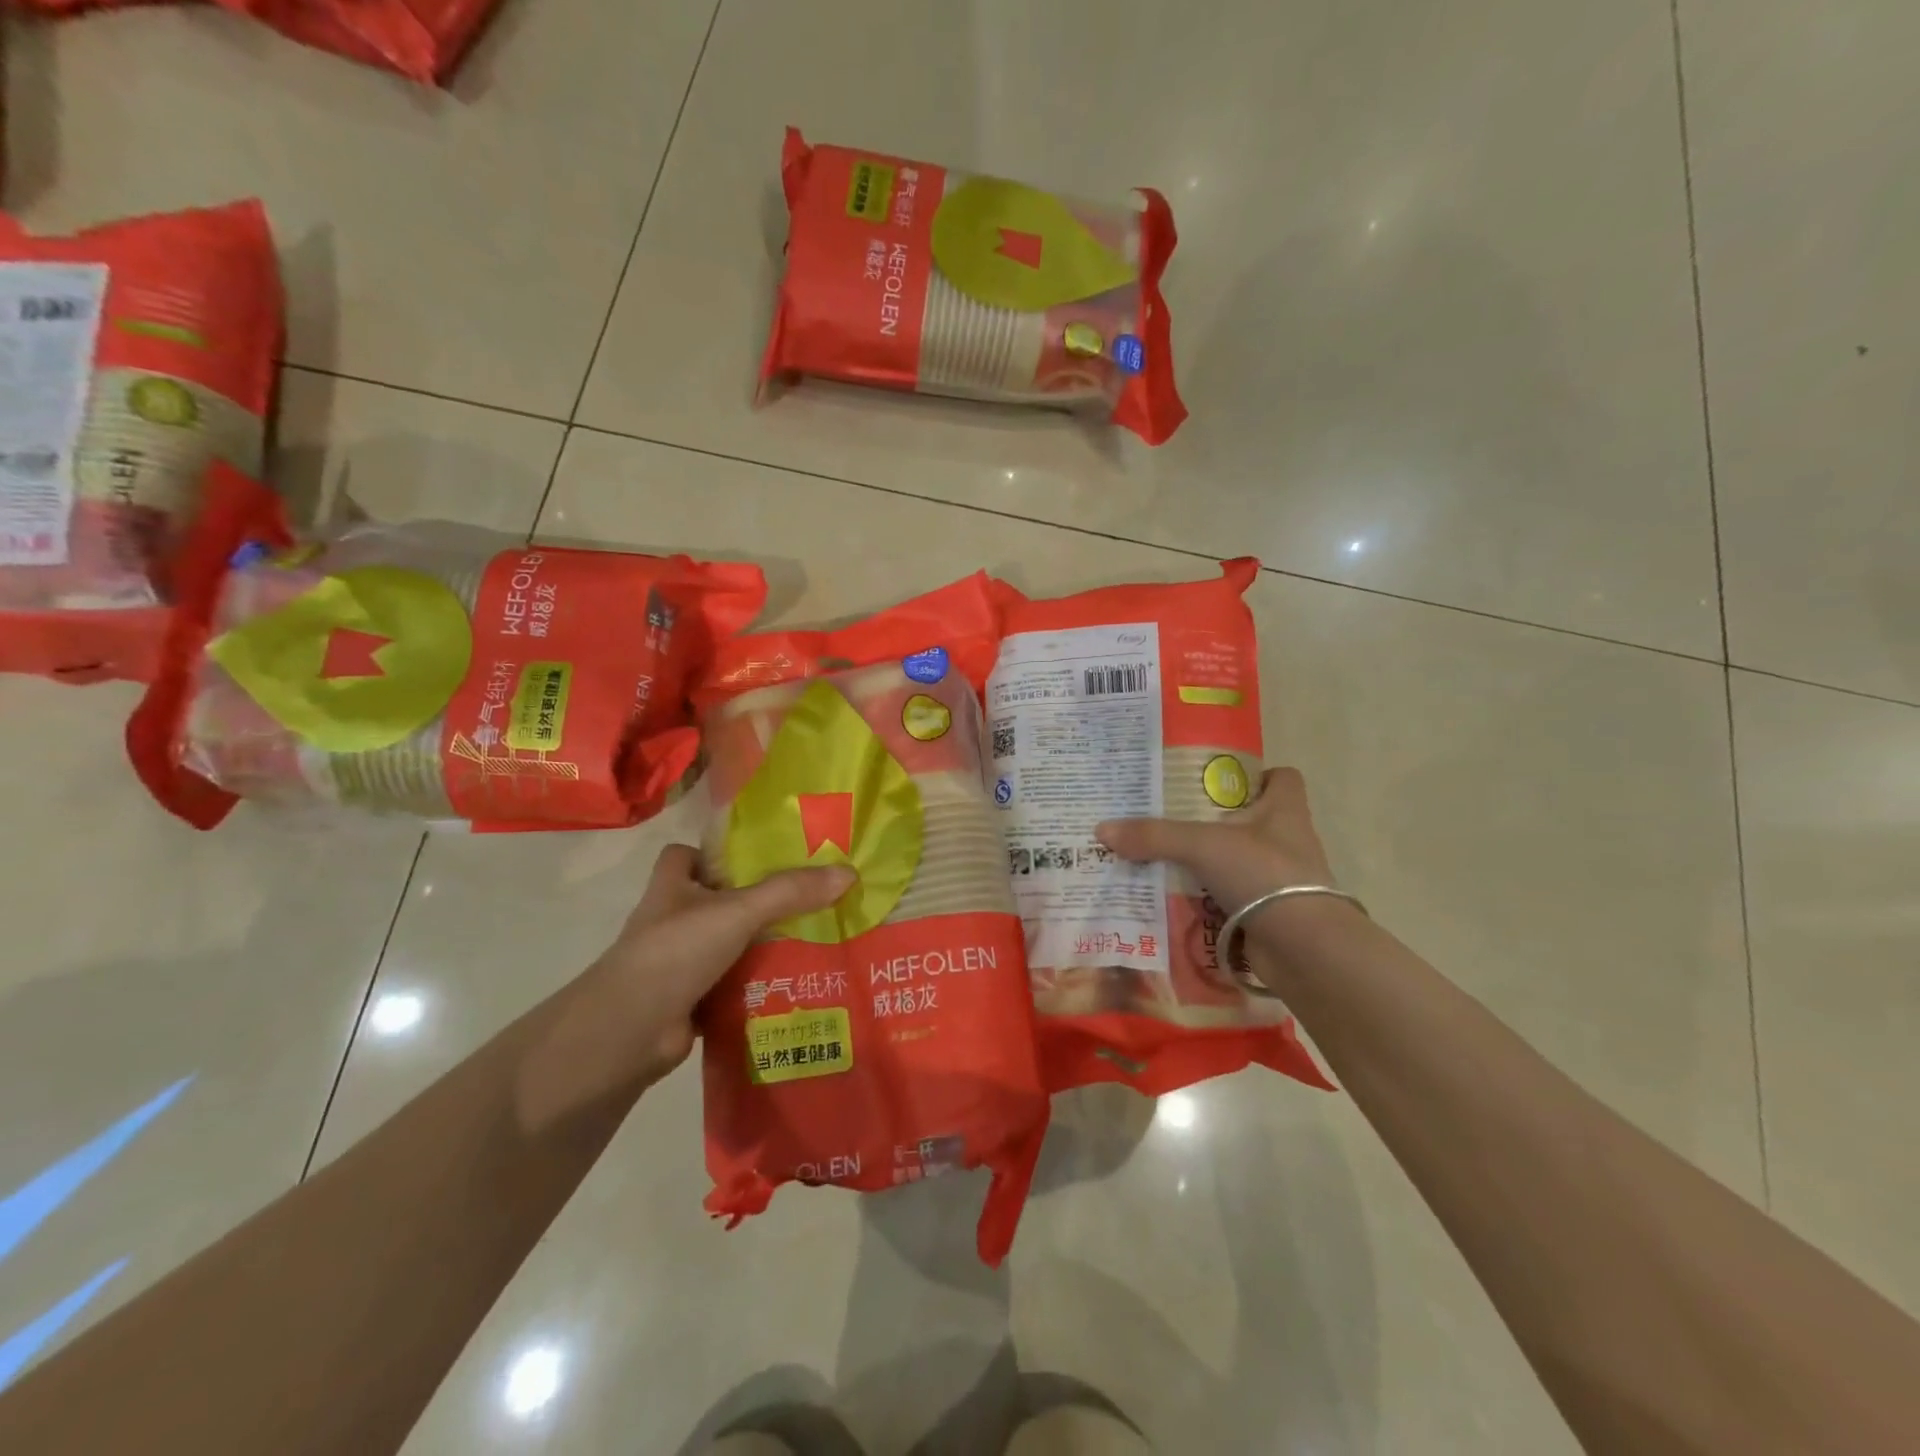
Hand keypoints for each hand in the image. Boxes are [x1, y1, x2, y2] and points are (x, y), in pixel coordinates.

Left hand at [517, 844, 853, 1130]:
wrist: (629, 1031)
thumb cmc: (676, 951)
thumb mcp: (738, 911)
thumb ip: (790, 892)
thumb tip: (849, 873)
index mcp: (672, 887)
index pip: (684, 855)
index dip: (714, 854)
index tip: (758, 859)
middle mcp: (671, 920)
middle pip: (715, 900)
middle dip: (754, 902)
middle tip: (806, 900)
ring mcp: (677, 963)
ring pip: (726, 945)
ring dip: (760, 947)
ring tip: (813, 941)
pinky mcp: (689, 1000)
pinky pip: (731, 984)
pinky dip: (756, 986)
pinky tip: (794, 985)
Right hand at [1096, 767, 1351, 954]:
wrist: (1304, 948)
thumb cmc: (1264, 875)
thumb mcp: (1203, 845)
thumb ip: (1154, 836)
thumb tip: (1102, 830)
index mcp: (1285, 812)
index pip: (1282, 778)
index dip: (1255, 775)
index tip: (1217, 781)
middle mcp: (1287, 842)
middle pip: (1252, 820)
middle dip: (1214, 820)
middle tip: (1170, 817)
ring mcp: (1280, 882)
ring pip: (1238, 862)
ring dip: (1207, 862)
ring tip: (1163, 858)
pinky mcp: (1269, 915)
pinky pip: (1231, 899)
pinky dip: (1207, 899)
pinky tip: (1174, 898)